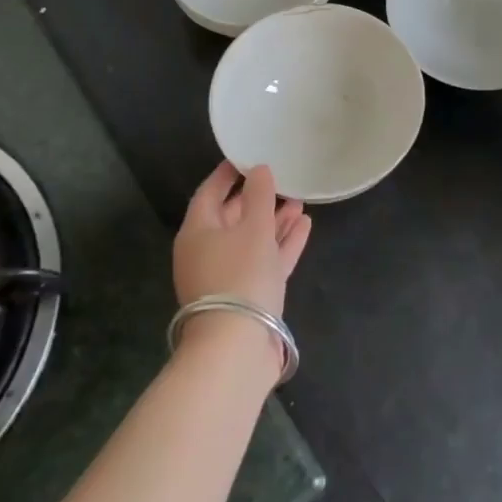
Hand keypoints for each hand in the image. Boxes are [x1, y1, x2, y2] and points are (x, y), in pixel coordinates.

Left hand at [174, 162, 311, 322]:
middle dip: (258, 198)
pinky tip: (304, 225)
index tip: (247, 156)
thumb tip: (259, 169)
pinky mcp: (248, 295)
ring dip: (275, 220)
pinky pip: (265, 260)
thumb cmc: (240, 274)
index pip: (209, 192)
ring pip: (252, 239)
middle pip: (232, 217)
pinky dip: (283, 243)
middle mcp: (207, 252)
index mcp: (197, 232)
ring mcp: (227, 275)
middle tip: (282, 178)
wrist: (237, 345)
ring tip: (300, 200)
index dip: (228, 173)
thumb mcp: (253, 228)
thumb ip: (259, 195)